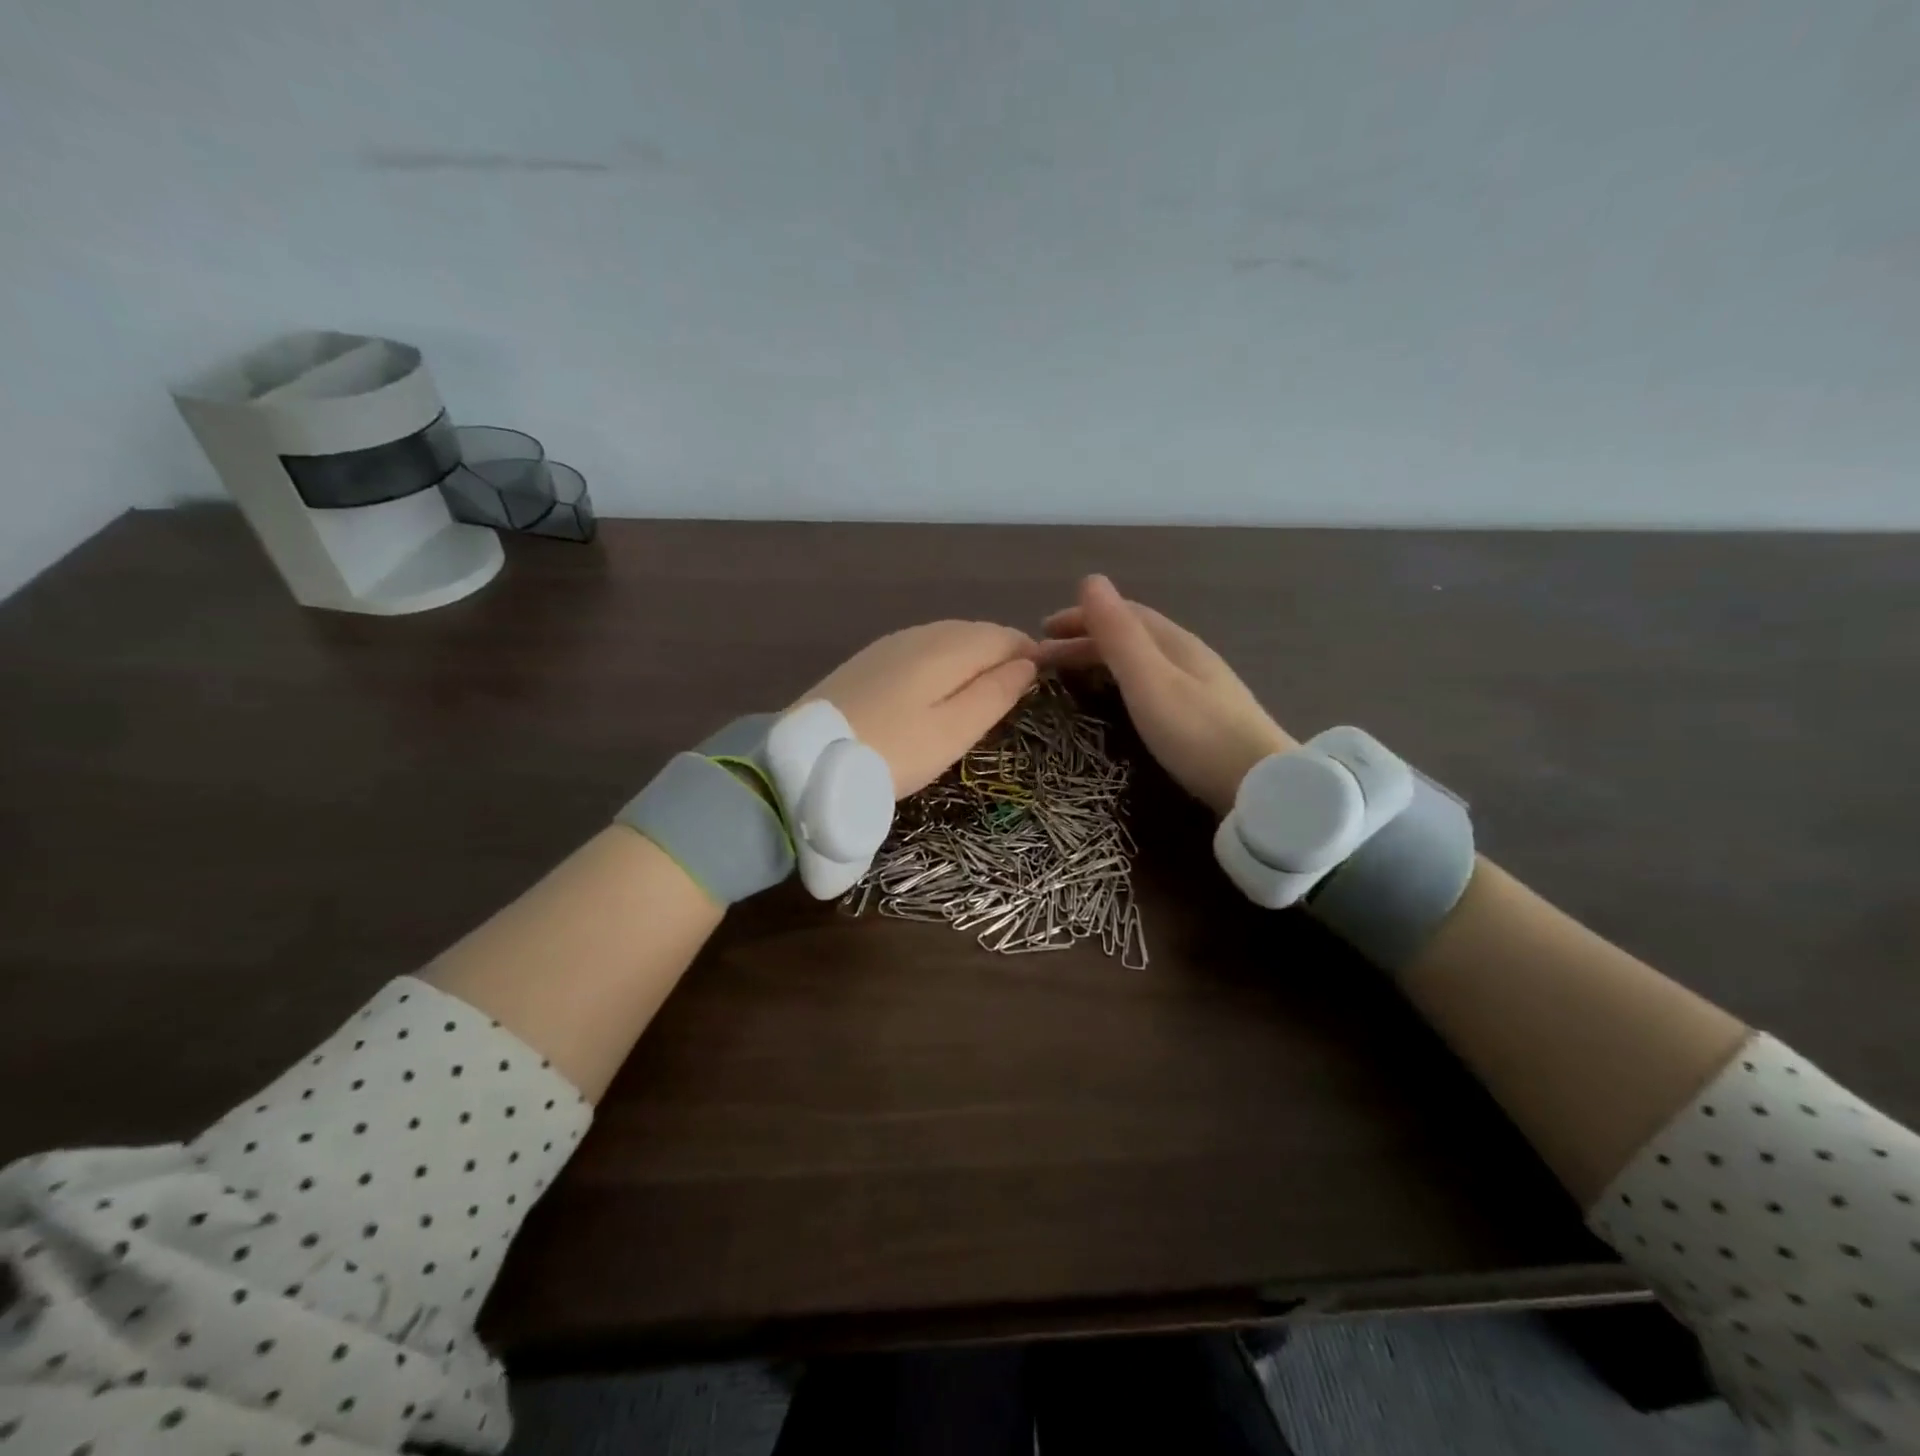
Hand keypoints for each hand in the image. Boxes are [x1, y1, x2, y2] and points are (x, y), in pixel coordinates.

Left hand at [795, 621, 1039, 797]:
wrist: (809, 759)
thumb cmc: (893, 752)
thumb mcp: (954, 731)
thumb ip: (996, 693)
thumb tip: (1028, 663)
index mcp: (948, 647)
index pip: (1003, 635)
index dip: (1029, 653)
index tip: (1043, 680)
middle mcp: (921, 633)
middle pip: (975, 632)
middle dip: (1001, 652)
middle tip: (1015, 689)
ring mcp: (890, 644)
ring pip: (946, 638)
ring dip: (971, 656)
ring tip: (981, 692)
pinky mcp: (868, 660)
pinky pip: (920, 649)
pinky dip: (941, 662)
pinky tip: (937, 689)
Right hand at [1035, 575, 1293, 815]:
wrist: (1262, 787)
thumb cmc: (1197, 733)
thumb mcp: (1149, 681)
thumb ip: (1118, 634)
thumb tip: (1090, 579)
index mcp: (1175, 643)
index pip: (1122, 614)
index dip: (1081, 617)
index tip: (1041, 631)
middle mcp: (1189, 657)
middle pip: (1132, 637)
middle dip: (1086, 640)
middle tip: (1044, 660)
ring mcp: (1201, 687)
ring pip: (1142, 661)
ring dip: (1103, 660)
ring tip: (1072, 677)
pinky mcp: (1205, 718)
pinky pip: (1153, 684)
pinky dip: (1122, 682)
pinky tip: (1120, 701)